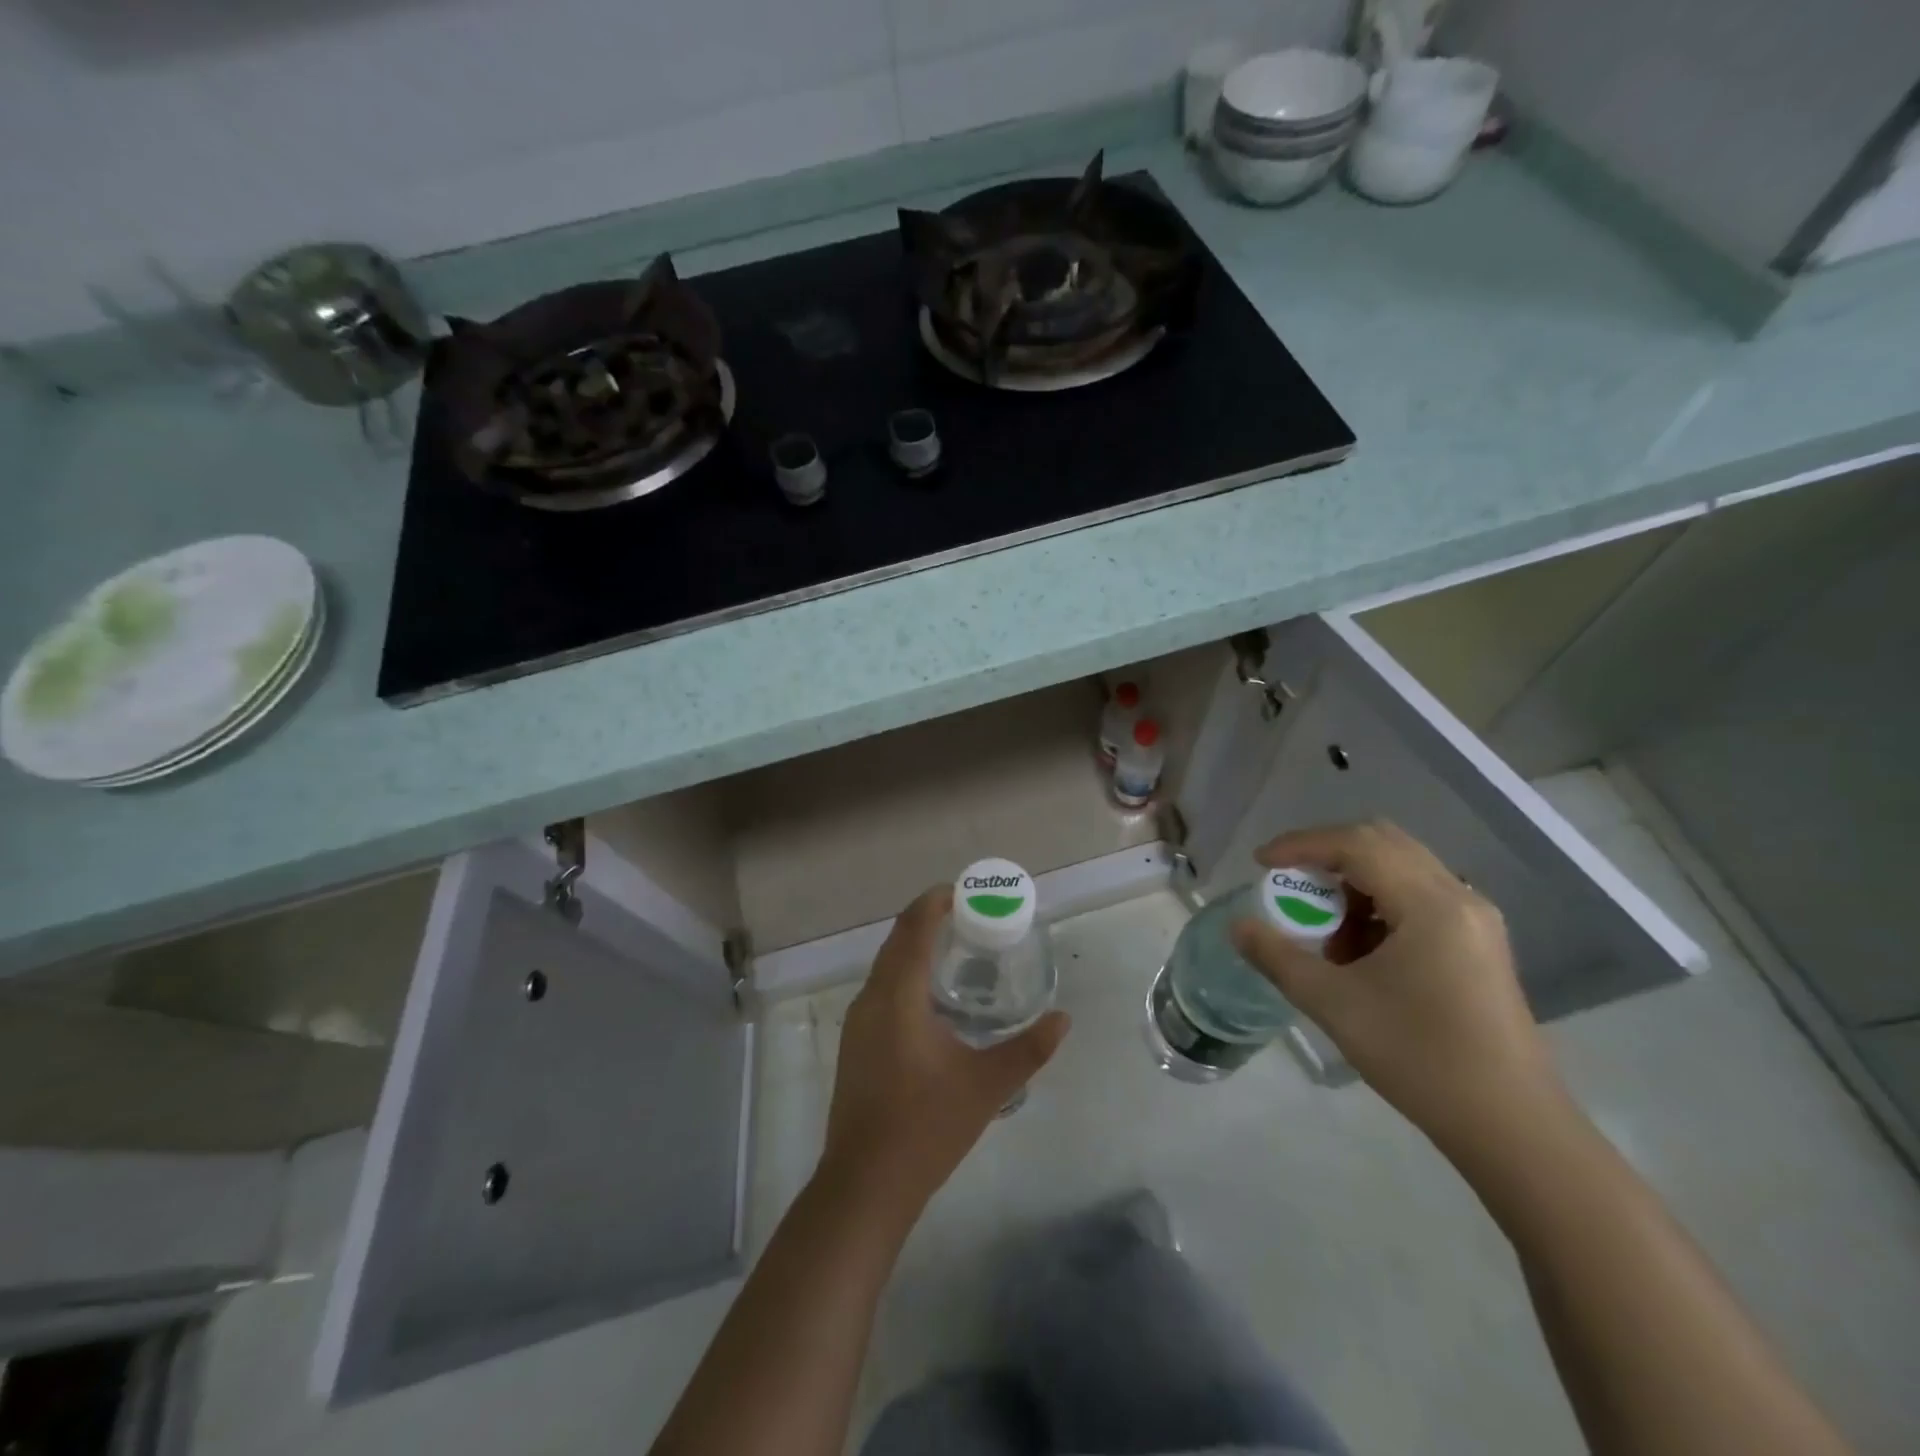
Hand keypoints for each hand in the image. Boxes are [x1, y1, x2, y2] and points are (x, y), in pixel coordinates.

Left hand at [820, 886, 1069, 1221]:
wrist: (864, 1184)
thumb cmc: (926, 1126)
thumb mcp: (987, 1086)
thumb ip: (1029, 1049)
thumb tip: (1063, 1020)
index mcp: (898, 995)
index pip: (914, 927)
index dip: (936, 901)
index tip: (965, 891)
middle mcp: (871, 998)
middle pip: (897, 939)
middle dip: (928, 919)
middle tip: (969, 916)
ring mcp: (858, 1022)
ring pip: (886, 965)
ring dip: (915, 946)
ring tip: (955, 948)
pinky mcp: (855, 1043)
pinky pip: (881, 988)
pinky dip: (906, 973)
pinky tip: (932, 998)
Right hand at [1230, 821, 1563, 1156]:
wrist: (1511, 1126)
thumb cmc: (1420, 1057)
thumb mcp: (1334, 1005)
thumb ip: (1278, 958)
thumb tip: (1237, 926)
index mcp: (1430, 904)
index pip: (1357, 844)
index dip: (1302, 845)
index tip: (1261, 863)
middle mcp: (1459, 897)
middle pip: (1382, 844)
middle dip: (1327, 857)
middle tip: (1290, 885)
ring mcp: (1475, 921)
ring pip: (1401, 869)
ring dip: (1353, 885)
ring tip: (1326, 934)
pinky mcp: (1478, 944)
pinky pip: (1419, 898)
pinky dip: (1379, 906)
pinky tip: (1362, 953)